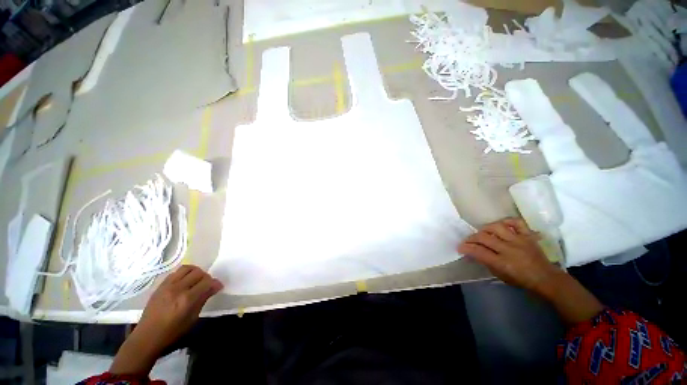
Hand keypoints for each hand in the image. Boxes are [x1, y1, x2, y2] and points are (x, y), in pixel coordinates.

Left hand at [111, 265, 222, 375]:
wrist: (147, 336)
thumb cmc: (172, 332)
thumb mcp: (192, 318)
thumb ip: (203, 299)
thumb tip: (215, 287)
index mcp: (187, 299)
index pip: (207, 282)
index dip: (216, 283)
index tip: (219, 287)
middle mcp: (177, 289)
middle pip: (198, 273)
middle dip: (207, 277)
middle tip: (207, 285)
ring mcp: (167, 286)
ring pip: (187, 268)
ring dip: (195, 272)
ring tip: (197, 280)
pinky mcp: (160, 286)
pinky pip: (176, 273)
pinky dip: (184, 274)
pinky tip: (185, 282)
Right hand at [460, 218, 603, 323]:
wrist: (547, 278)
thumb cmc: (521, 280)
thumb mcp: (501, 276)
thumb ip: (486, 262)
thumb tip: (473, 253)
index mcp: (502, 262)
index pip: (478, 251)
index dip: (466, 248)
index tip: (460, 247)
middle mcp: (509, 249)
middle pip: (484, 237)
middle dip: (471, 238)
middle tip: (467, 241)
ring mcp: (519, 240)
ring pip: (496, 227)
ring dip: (485, 229)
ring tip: (482, 233)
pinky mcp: (528, 235)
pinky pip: (516, 222)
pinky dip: (506, 221)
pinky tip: (501, 225)